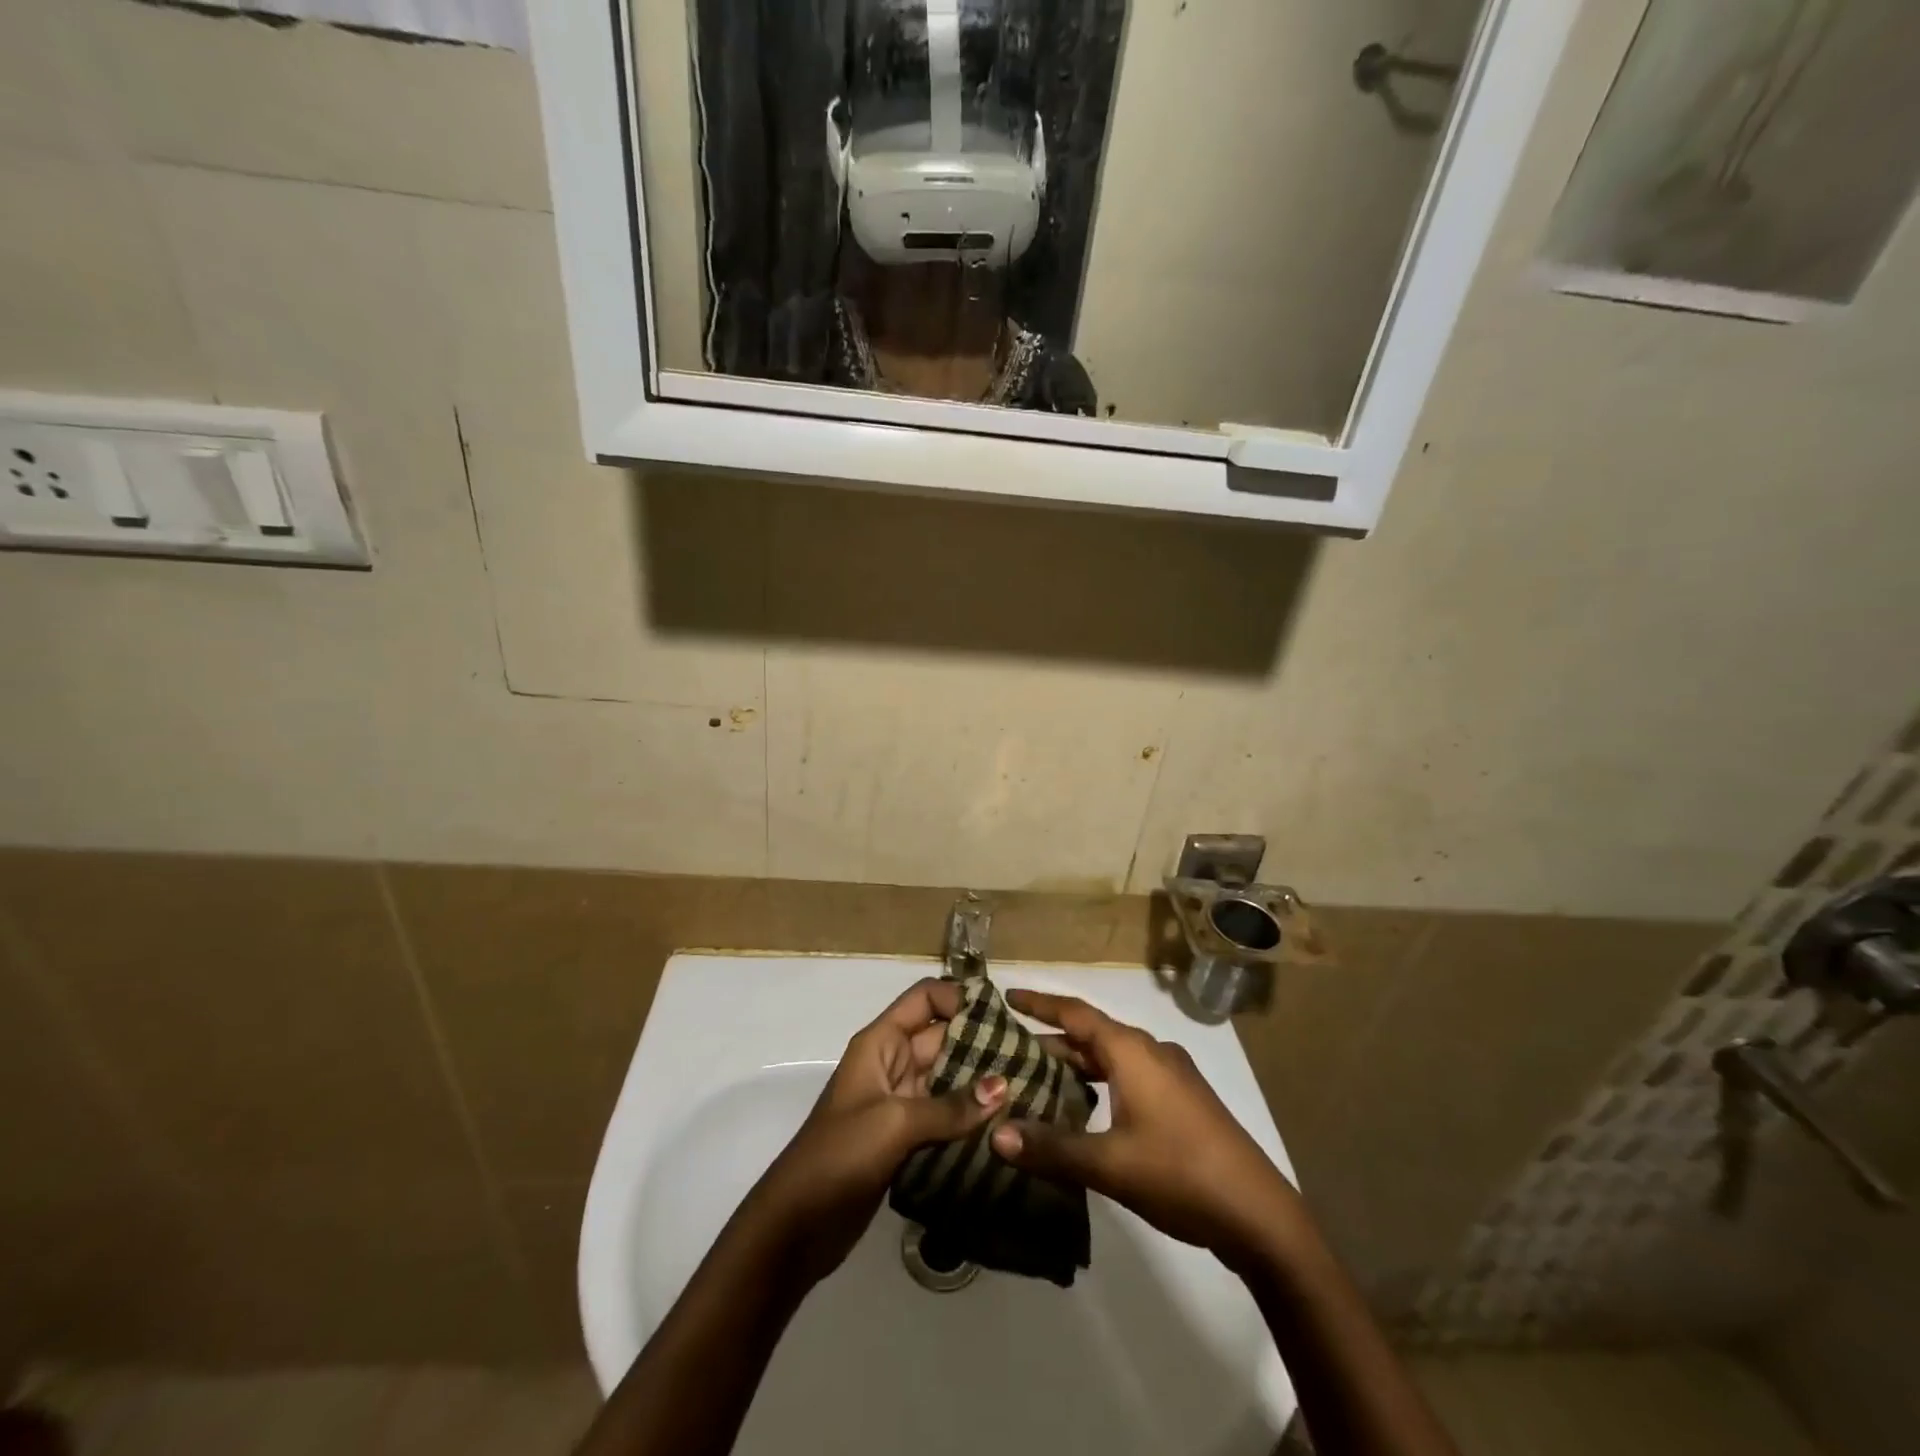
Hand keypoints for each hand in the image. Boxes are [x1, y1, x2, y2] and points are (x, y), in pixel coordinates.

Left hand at [746, 978, 1006, 1285]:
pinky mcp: (906, 1140)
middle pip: (942, 1038)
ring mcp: (900, 1103)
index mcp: (881, 1043)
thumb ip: (950, 1106)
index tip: (1004, 1015)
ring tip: (1029, 1087)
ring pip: (947, 1078)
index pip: (925, 999)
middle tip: (1031, 1055)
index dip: (960, 999)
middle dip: (982, 1042)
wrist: (796, 1226)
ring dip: (981, 1083)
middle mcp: (892, 1064)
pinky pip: (945, 1116)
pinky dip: (971, 1118)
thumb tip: (1004, 1086)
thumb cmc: (838, 1155)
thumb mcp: (894, 1123)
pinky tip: (1007, 1125)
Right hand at [989, 990, 1297, 1268]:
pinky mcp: (1183, 1101)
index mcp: (1132, 1051)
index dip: (1040, 1004)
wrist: (1258, 1214)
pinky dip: (1100, 1081)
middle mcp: (1151, 1052)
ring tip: (1040, 1077)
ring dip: (1077, 1063)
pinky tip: (1086, 1108)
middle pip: (1092, 1034)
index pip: (1075, 1013)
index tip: (1008, 997)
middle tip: (1012, 1049)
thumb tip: (995, 1134)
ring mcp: (1172, 1076)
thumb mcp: (1109, 1164)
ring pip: (1112, 1057)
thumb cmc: (1179, 1173)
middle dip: (1052, 1039)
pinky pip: (1130, 1076)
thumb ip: (1051, 1147)